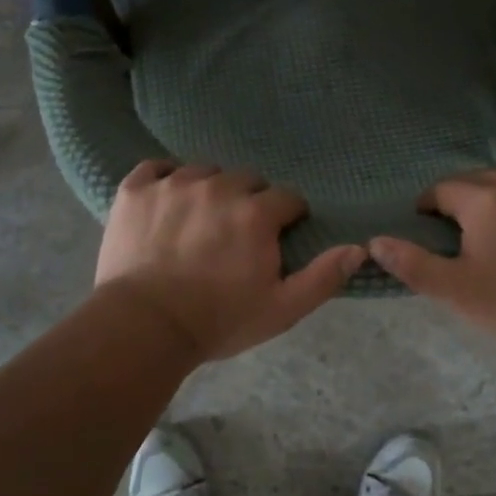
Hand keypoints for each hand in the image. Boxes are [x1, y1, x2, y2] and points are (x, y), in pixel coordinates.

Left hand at [96, 162, 364, 361]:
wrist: (143, 327)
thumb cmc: (218, 321)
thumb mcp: (281, 309)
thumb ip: (323, 276)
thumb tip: (359, 249)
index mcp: (256, 213)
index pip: (287, 198)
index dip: (287, 218)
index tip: (276, 238)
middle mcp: (218, 187)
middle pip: (246, 180)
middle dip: (249, 202)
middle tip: (236, 234)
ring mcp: (173, 184)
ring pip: (203, 172)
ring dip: (209, 190)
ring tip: (199, 221)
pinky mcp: (136, 189)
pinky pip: (156, 168)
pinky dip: (164, 180)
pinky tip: (165, 202)